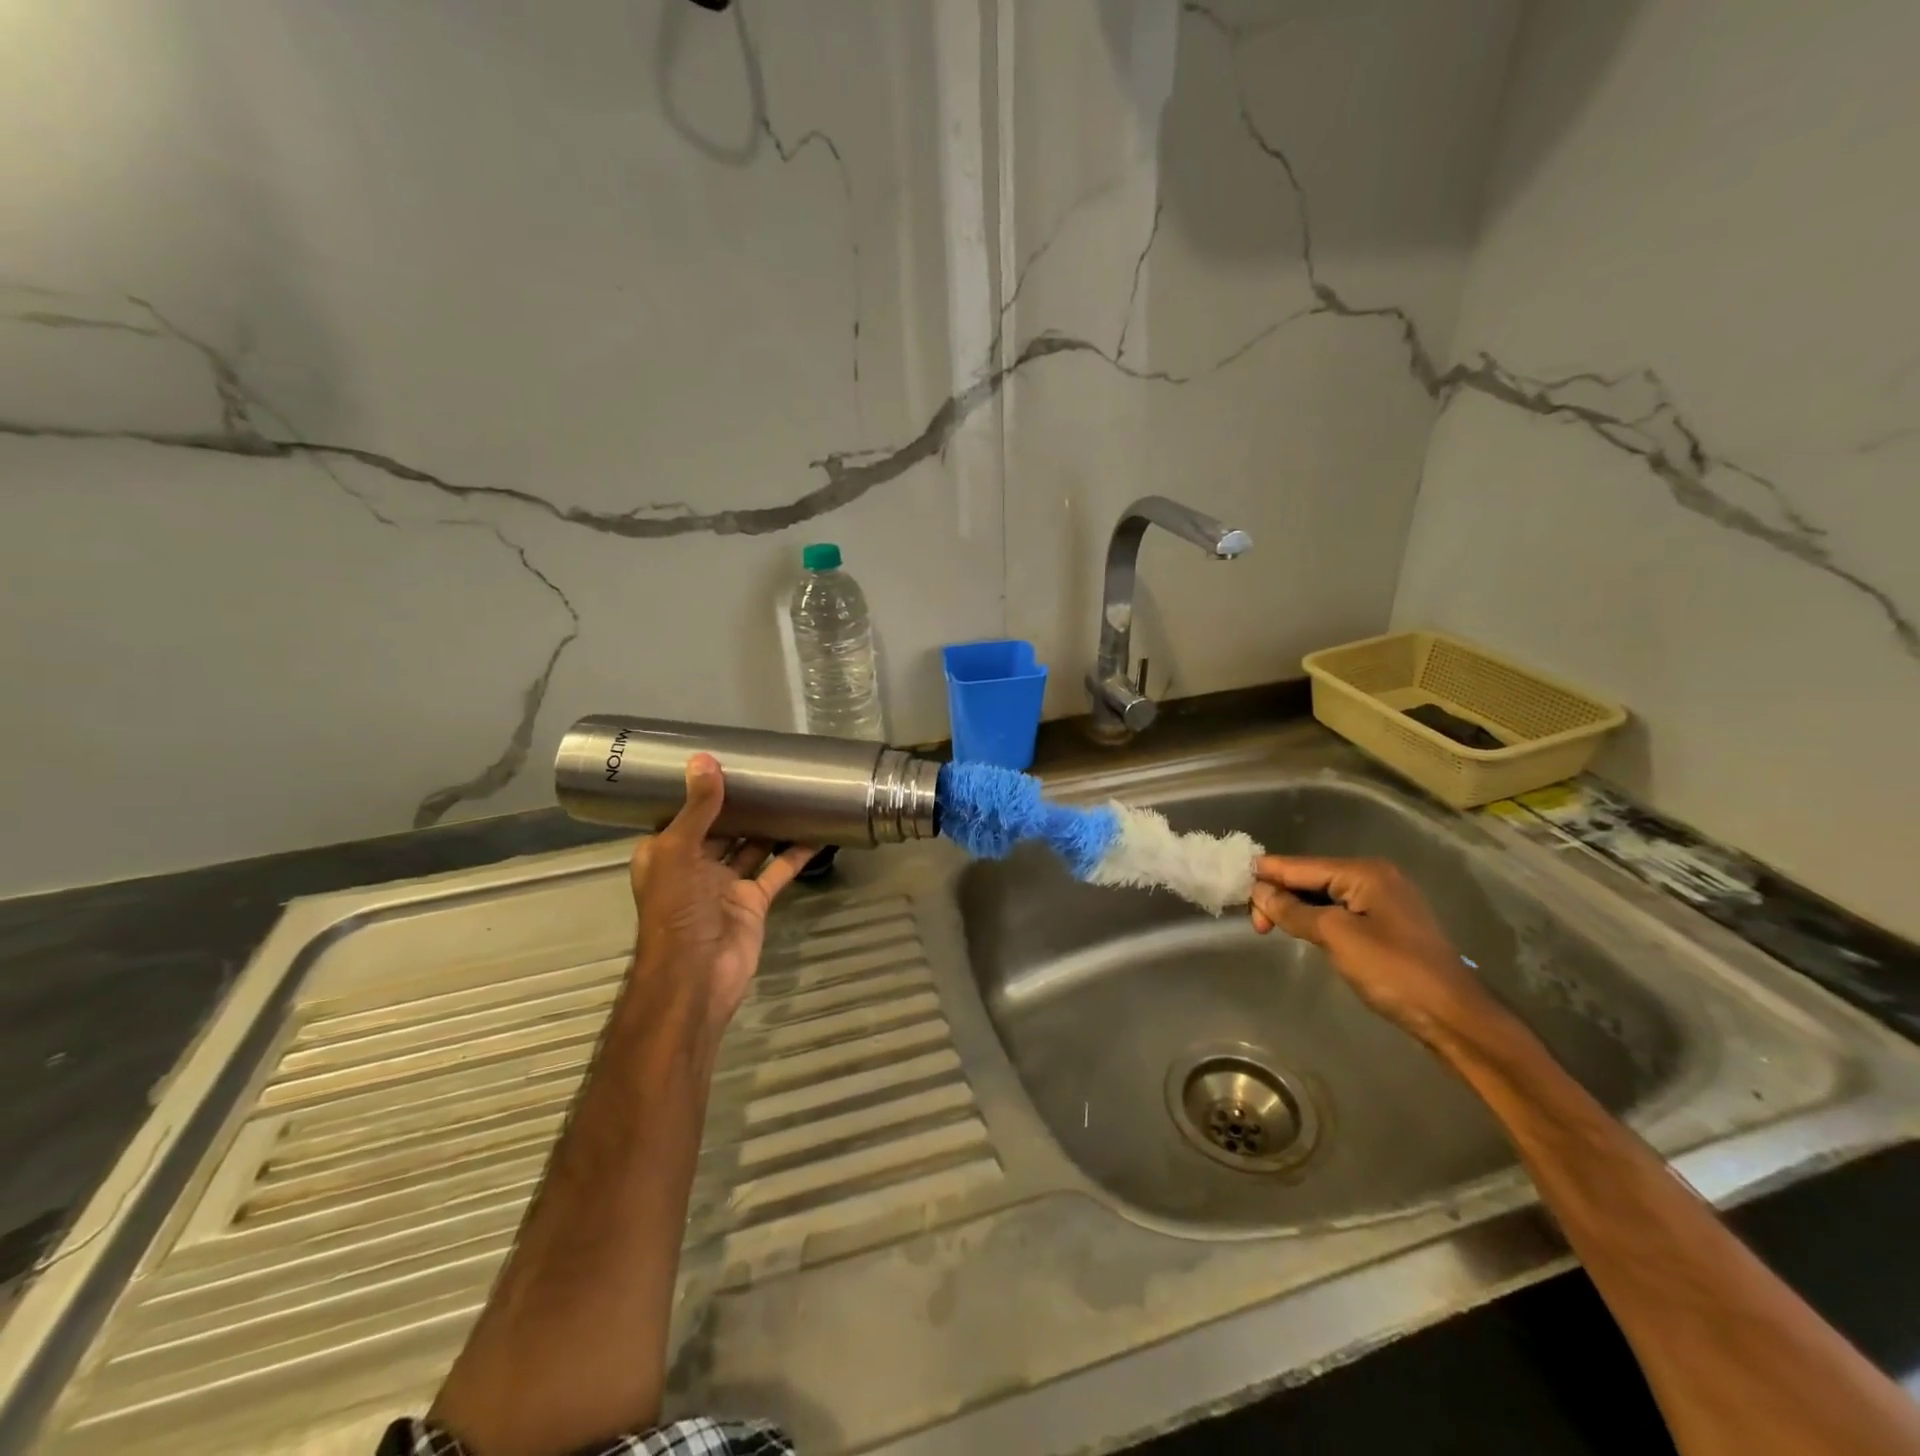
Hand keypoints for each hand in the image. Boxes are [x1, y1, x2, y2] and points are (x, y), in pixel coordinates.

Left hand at [628, 754, 815, 1040]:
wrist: (697, 976)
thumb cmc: (676, 912)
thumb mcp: (678, 852)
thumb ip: (697, 809)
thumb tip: (704, 760)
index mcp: (666, 853)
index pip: (681, 814)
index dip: (698, 790)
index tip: (721, 760)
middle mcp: (694, 866)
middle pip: (720, 827)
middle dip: (740, 804)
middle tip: (767, 770)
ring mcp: (726, 885)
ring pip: (751, 846)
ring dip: (769, 825)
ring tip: (793, 793)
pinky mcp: (754, 901)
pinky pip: (776, 870)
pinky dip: (794, 853)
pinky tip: (815, 832)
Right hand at [1249, 856, 1500, 1045]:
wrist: (1454, 1017)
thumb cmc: (1394, 971)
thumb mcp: (1336, 937)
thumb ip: (1293, 911)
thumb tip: (1259, 891)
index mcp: (1364, 872)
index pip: (1299, 866)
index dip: (1264, 875)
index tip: (1232, 888)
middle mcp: (1374, 877)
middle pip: (1310, 877)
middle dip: (1279, 895)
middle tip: (1256, 926)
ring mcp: (1383, 901)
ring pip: (1323, 895)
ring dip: (1295, 908)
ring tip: (1269, 928)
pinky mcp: (1386, 924)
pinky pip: (1339, 911)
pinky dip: (1315, 918)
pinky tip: (1300, 930)